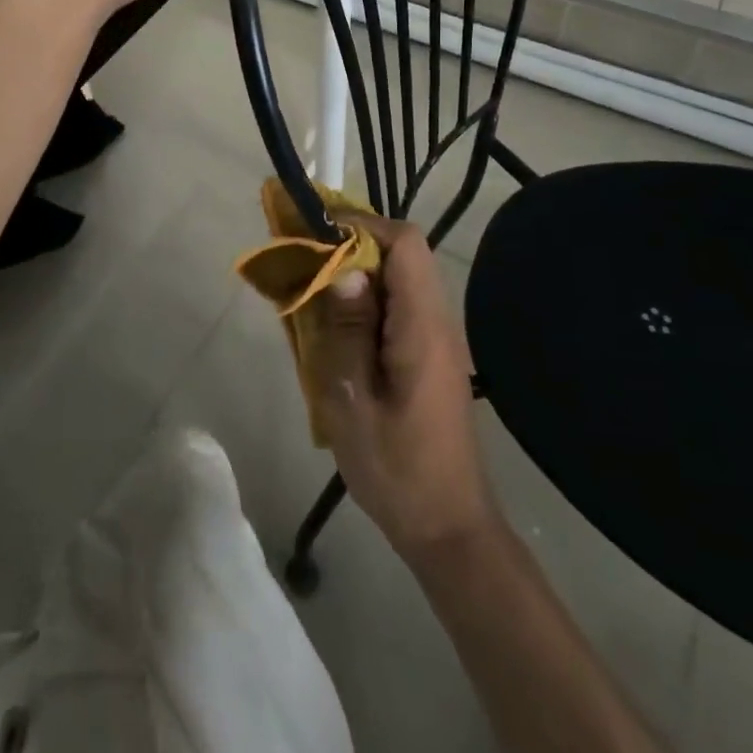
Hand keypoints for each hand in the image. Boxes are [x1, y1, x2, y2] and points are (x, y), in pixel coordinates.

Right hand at [311, 215, 497, 562]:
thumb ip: (348, 330)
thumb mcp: (354, 401)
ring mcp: (436, 338)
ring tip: (311, 289)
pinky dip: (365, 302)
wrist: (448, 528)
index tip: (316, 234)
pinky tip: (334, 328)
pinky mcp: (429, 355)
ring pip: (398, 278)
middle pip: (402, 253)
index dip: (361, 224)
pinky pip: (397, 306)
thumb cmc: (398, 469)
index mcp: (423, 325)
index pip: (405, 242)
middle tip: (304, 259)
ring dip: (356, 273)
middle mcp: (437, 320)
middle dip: (352, 245)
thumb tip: (343, 270)